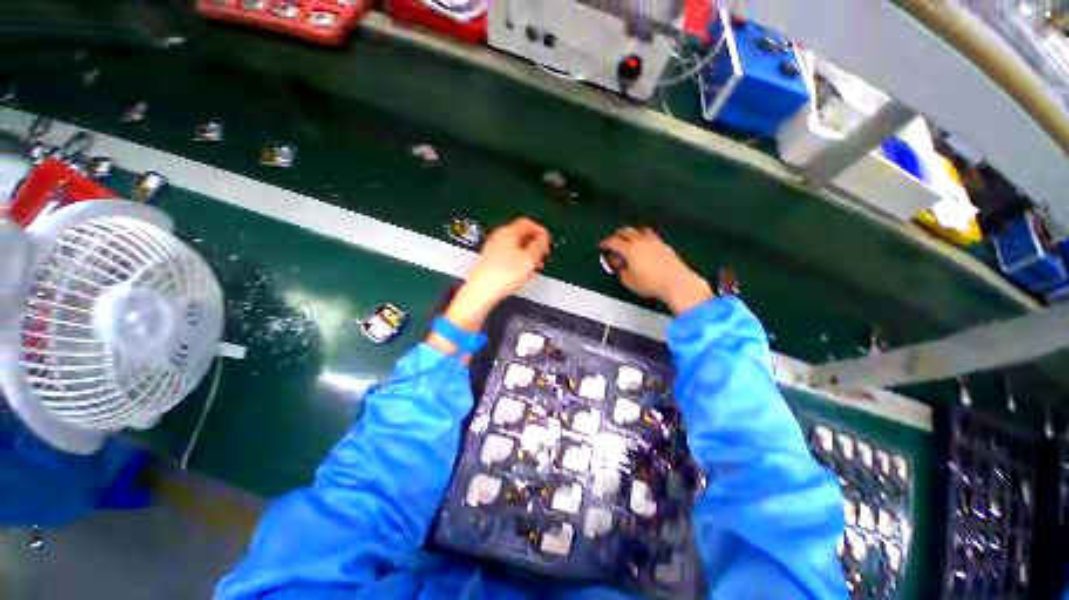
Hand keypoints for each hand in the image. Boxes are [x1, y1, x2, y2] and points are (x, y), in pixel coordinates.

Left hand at [445, 218, 550, 331]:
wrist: (482, 291)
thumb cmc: (505, 275)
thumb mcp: (529, 260)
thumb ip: (539, 246)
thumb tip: (543, 240)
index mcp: (508, 232)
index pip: (527, 223)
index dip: (540, 231)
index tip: (548, 241)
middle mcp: (498, 237)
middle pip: (520, 234)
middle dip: (534, 244)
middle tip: (543, 254)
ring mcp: (492, 248)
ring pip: (514, 246)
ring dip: (527, 253)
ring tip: (535, 266)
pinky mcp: (489, 261)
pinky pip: (507, 255)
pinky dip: (518, 260)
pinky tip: (522, 272)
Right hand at [599, 227, 711, 314]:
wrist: (676, 282)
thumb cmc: (651, 283)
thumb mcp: (628, 280)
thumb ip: (620, 270)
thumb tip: (619, 265)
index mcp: (629, 248)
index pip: (613, 241)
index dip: (605, 243)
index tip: (602, 245)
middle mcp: (641, 241)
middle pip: (626, 231)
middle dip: (618, 235)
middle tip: (614, 240)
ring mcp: (654, 241)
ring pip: (639, 231)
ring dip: (632, 233)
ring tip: (629, 239)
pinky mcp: (664, 245)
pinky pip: (650, 236)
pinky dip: (643, 238)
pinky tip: (644, 245)